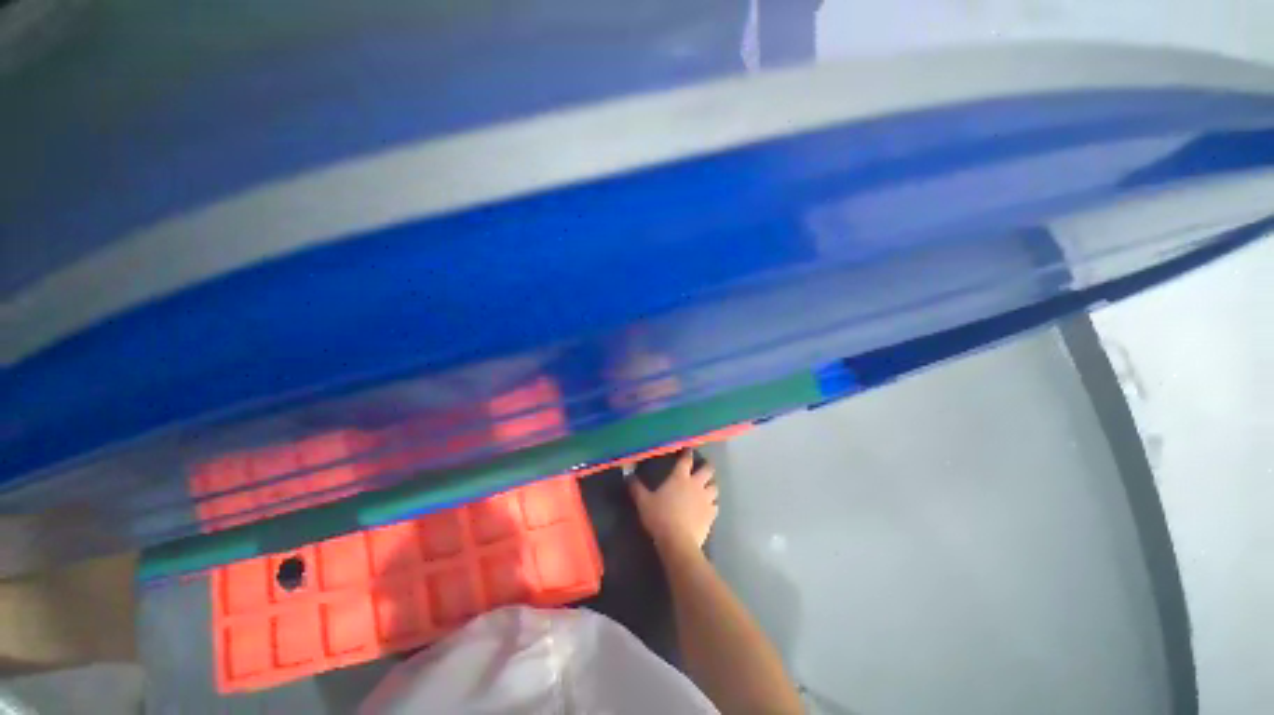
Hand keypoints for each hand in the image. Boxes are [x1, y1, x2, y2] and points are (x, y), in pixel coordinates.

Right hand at [629, 451, 718, 550]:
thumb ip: (636, 488)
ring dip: (711, 485)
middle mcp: (695, 484)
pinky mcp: (711, 514)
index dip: (688, 453)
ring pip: (714, 487)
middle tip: (704, 467)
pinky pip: (716, 505)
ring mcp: (706, 499)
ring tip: (708, 487)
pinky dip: (713, 504)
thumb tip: (628, 475)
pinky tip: (709, 507)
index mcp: (679, 477)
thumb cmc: (659, 517)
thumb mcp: (643, 502)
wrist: (678, 541)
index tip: (689, 449)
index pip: (686, 460)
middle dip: (707, 467)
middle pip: (707, 470)